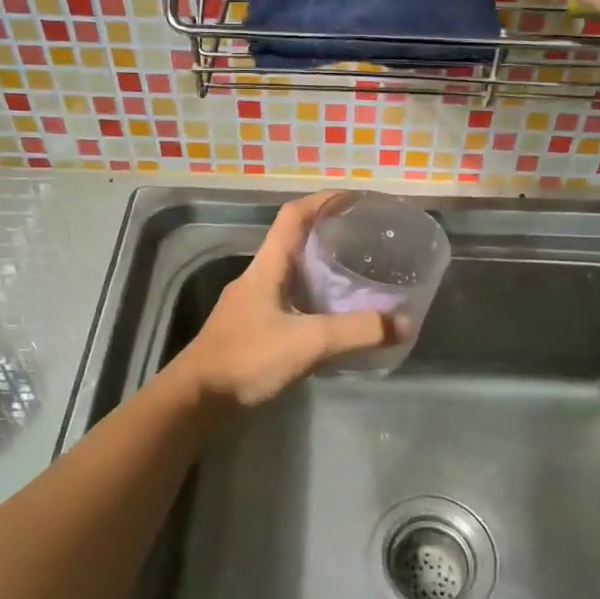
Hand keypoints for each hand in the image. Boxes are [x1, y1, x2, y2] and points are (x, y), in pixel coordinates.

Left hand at [174, 193, 394, 407]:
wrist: (196, 399)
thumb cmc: (247, 358)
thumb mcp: (308, 342)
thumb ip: (356, 332)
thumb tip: (403, 323)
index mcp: (266, 267)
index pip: (293, 217)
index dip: (322, 200)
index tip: (353, 198)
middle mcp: (257, 278)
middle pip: (292, 242)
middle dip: (326, 235)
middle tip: (363, 240)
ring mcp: (251, 304)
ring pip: (289, 274)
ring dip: (319, 270)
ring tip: (354, 276)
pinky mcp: (250, 329)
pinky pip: (287, 301)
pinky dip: (311, 300)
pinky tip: (329, 319)